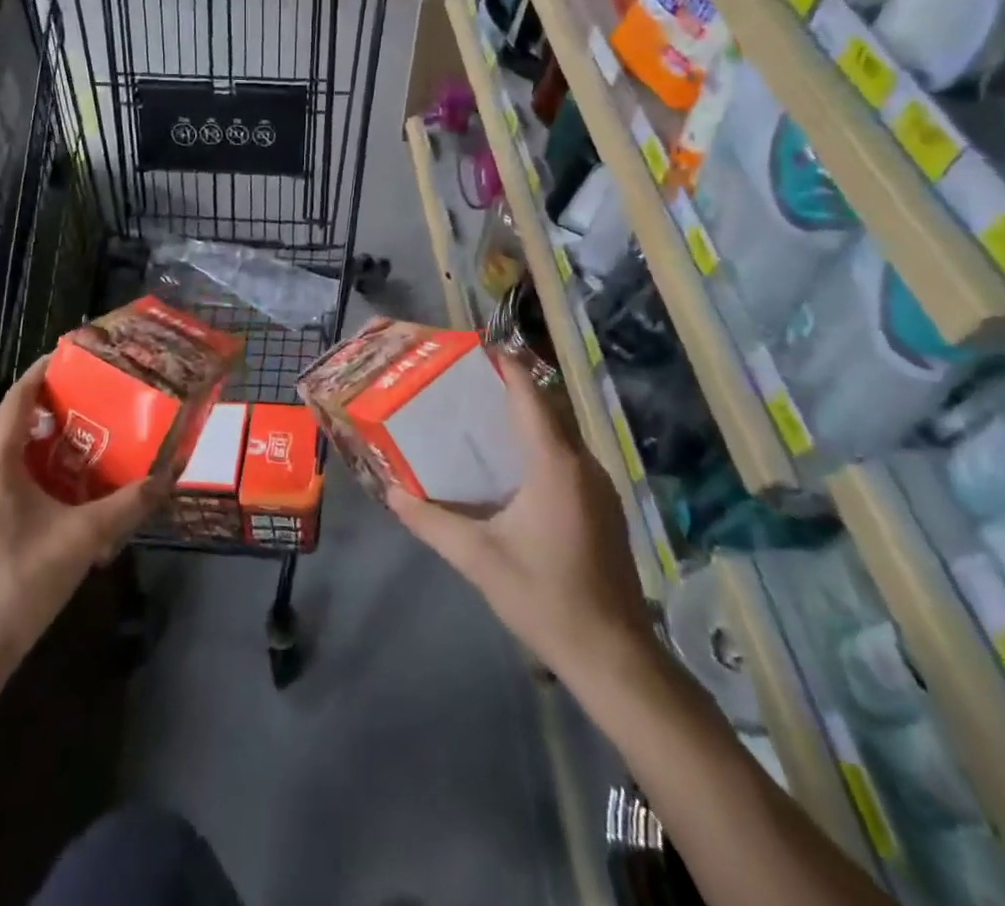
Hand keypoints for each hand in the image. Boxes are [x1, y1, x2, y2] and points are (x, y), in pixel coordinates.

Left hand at [0, 355, 163, 670]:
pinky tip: (70, 481)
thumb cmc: (22, 579)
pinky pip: (6, 473)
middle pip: (17, 419)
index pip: (19, 396)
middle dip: (57, 404)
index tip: (81, 355)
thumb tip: (169, 476)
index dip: (47, 370)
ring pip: (11, 449)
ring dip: (49, 438)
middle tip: (101, 395)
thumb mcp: (83, 537)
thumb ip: (128, 504)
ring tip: (93, 432)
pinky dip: (37, 465)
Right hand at [387, 357, 653, 680]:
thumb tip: (389, 491)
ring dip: (528, 415)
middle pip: (548, 407)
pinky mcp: (603, 508)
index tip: (474, 348)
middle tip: (467, 381)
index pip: (530, 394)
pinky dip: (540, 442)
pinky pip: (568, 456)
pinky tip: (512, 463)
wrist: (614, 657)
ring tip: (482, 414)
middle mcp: (582, 465)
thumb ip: (431, 521)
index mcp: (555, 465)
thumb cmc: (545, 598)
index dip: (505, 365)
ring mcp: (599, 487)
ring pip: (561, 432)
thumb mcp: (478, 559)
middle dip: (512, 386)